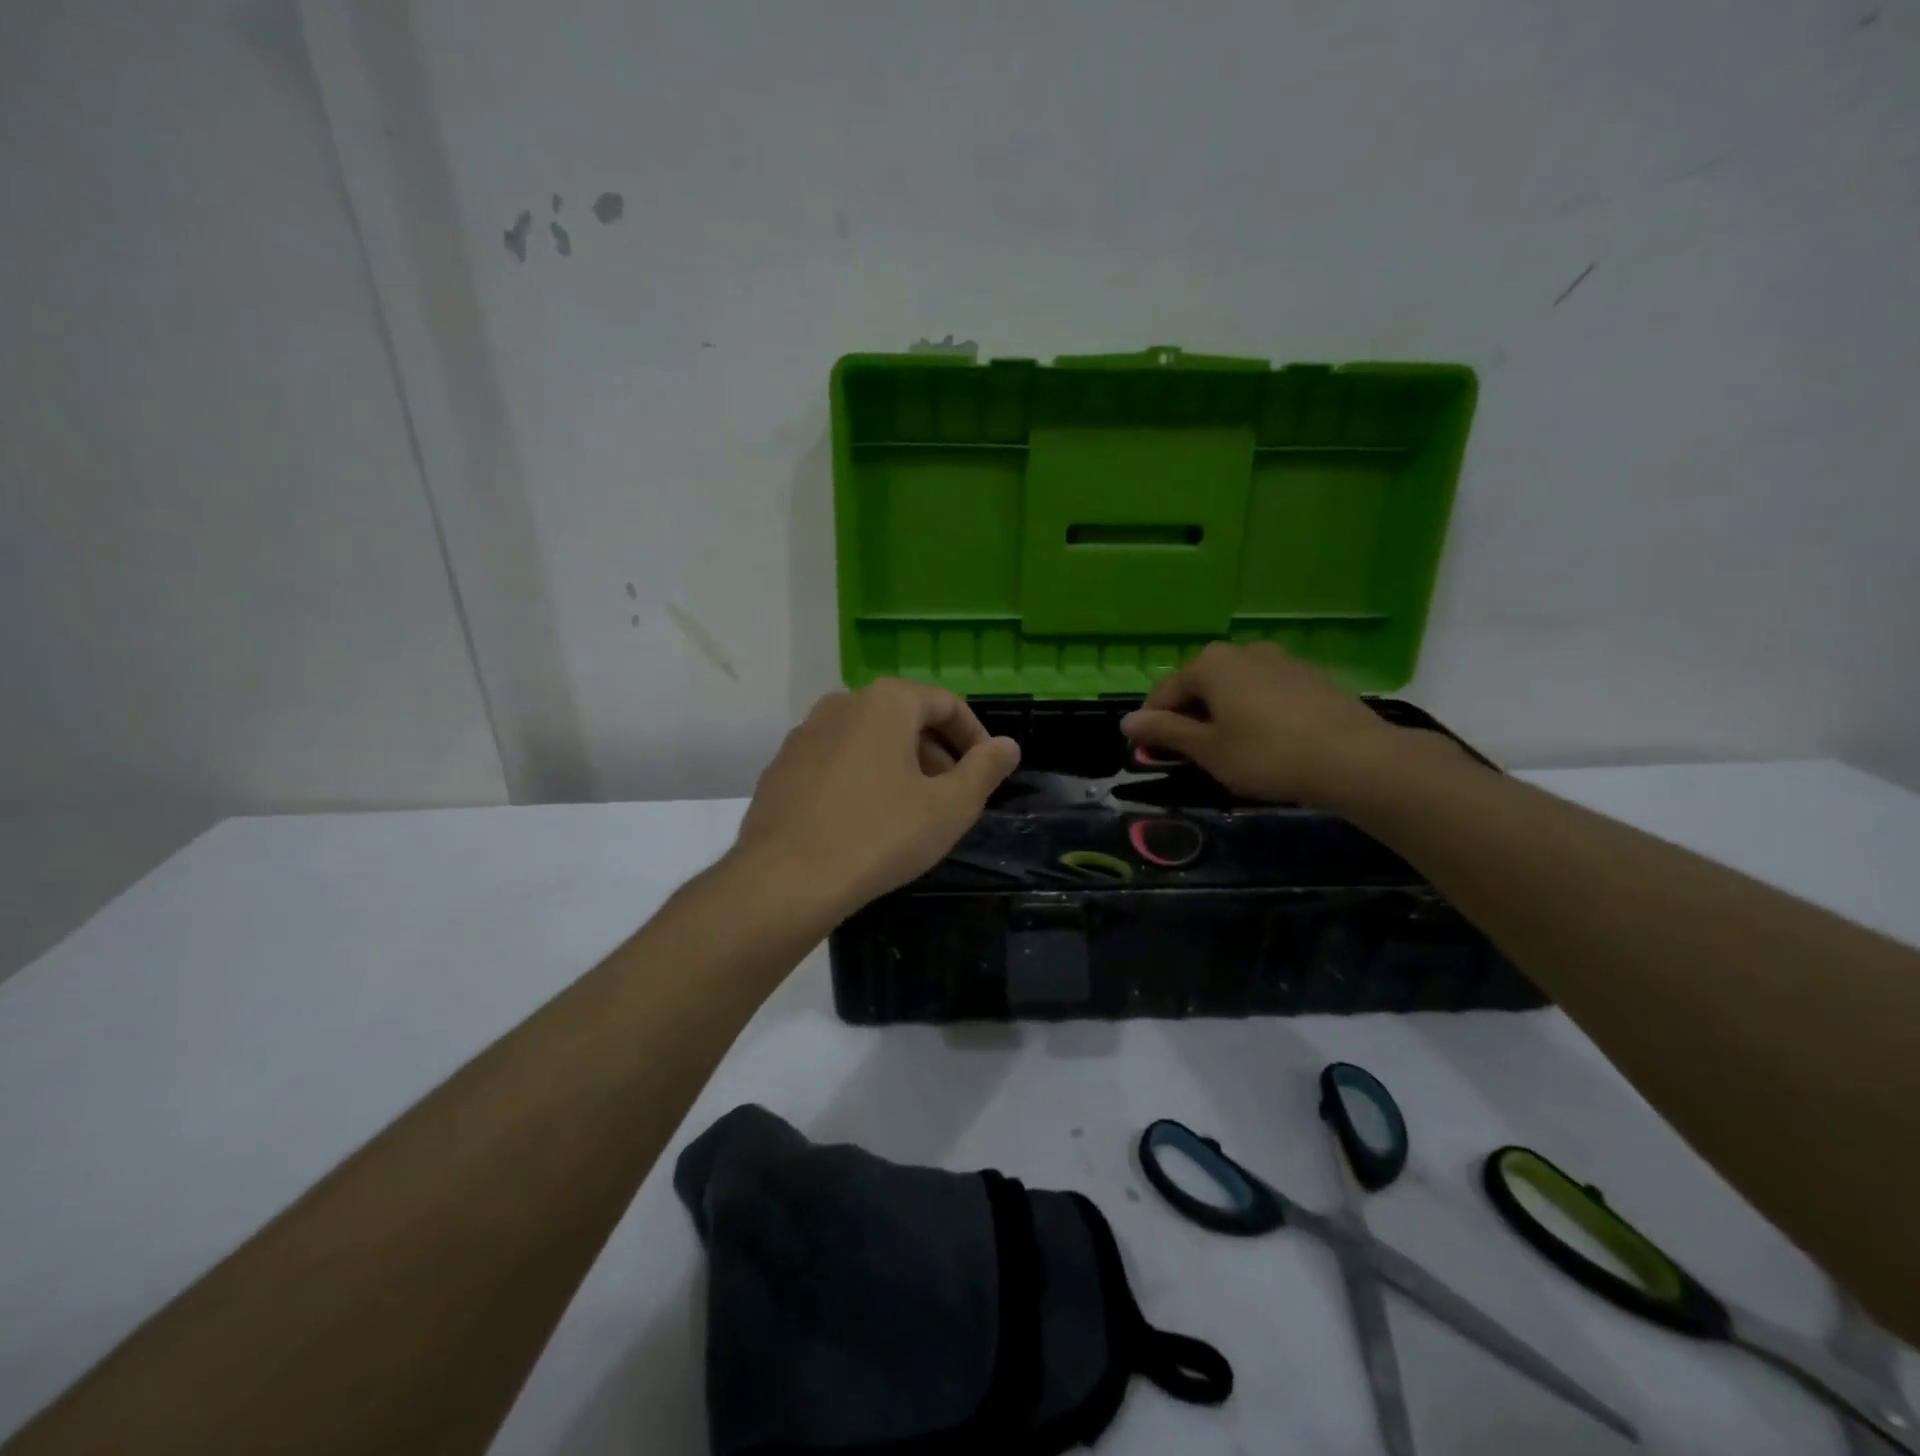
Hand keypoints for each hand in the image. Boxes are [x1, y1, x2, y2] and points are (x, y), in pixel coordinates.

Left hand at [735, 679, 1020, 917]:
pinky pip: (835, 761)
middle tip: (951, 796)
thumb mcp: (949, 807)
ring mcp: (804, 734)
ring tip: (910, 811)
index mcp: (886, 702)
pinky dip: (860, 778)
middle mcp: (842, 703)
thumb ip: (985, 770)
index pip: (946, 704)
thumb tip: (1008, 745)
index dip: (974, 737)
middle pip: (904, 718)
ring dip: (898, 765)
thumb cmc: (880, 835)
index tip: (987, 772)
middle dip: (936, 752)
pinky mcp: (781, 766)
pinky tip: (863, 821)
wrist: (785, 879)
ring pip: (867, 739)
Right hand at [1120, 643, 1406, 806]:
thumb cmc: (1267, 755)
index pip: (1165, 692)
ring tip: (1228, 750)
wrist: (1356, 759)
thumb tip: (1126, 721)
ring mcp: (1280, 660)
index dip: (1152, 724)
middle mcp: (1242, 651)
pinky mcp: (1309, 676)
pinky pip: (1265, 692)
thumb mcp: (1208, 750)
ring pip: (1234, 688)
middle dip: (1188, 718)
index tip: (1149, 754)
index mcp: (1210, 664)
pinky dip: (1253, 712)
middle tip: (1190, 755)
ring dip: (1221, 714)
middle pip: (1200, 685)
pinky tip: (1266, 741)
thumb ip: (1165, 732)